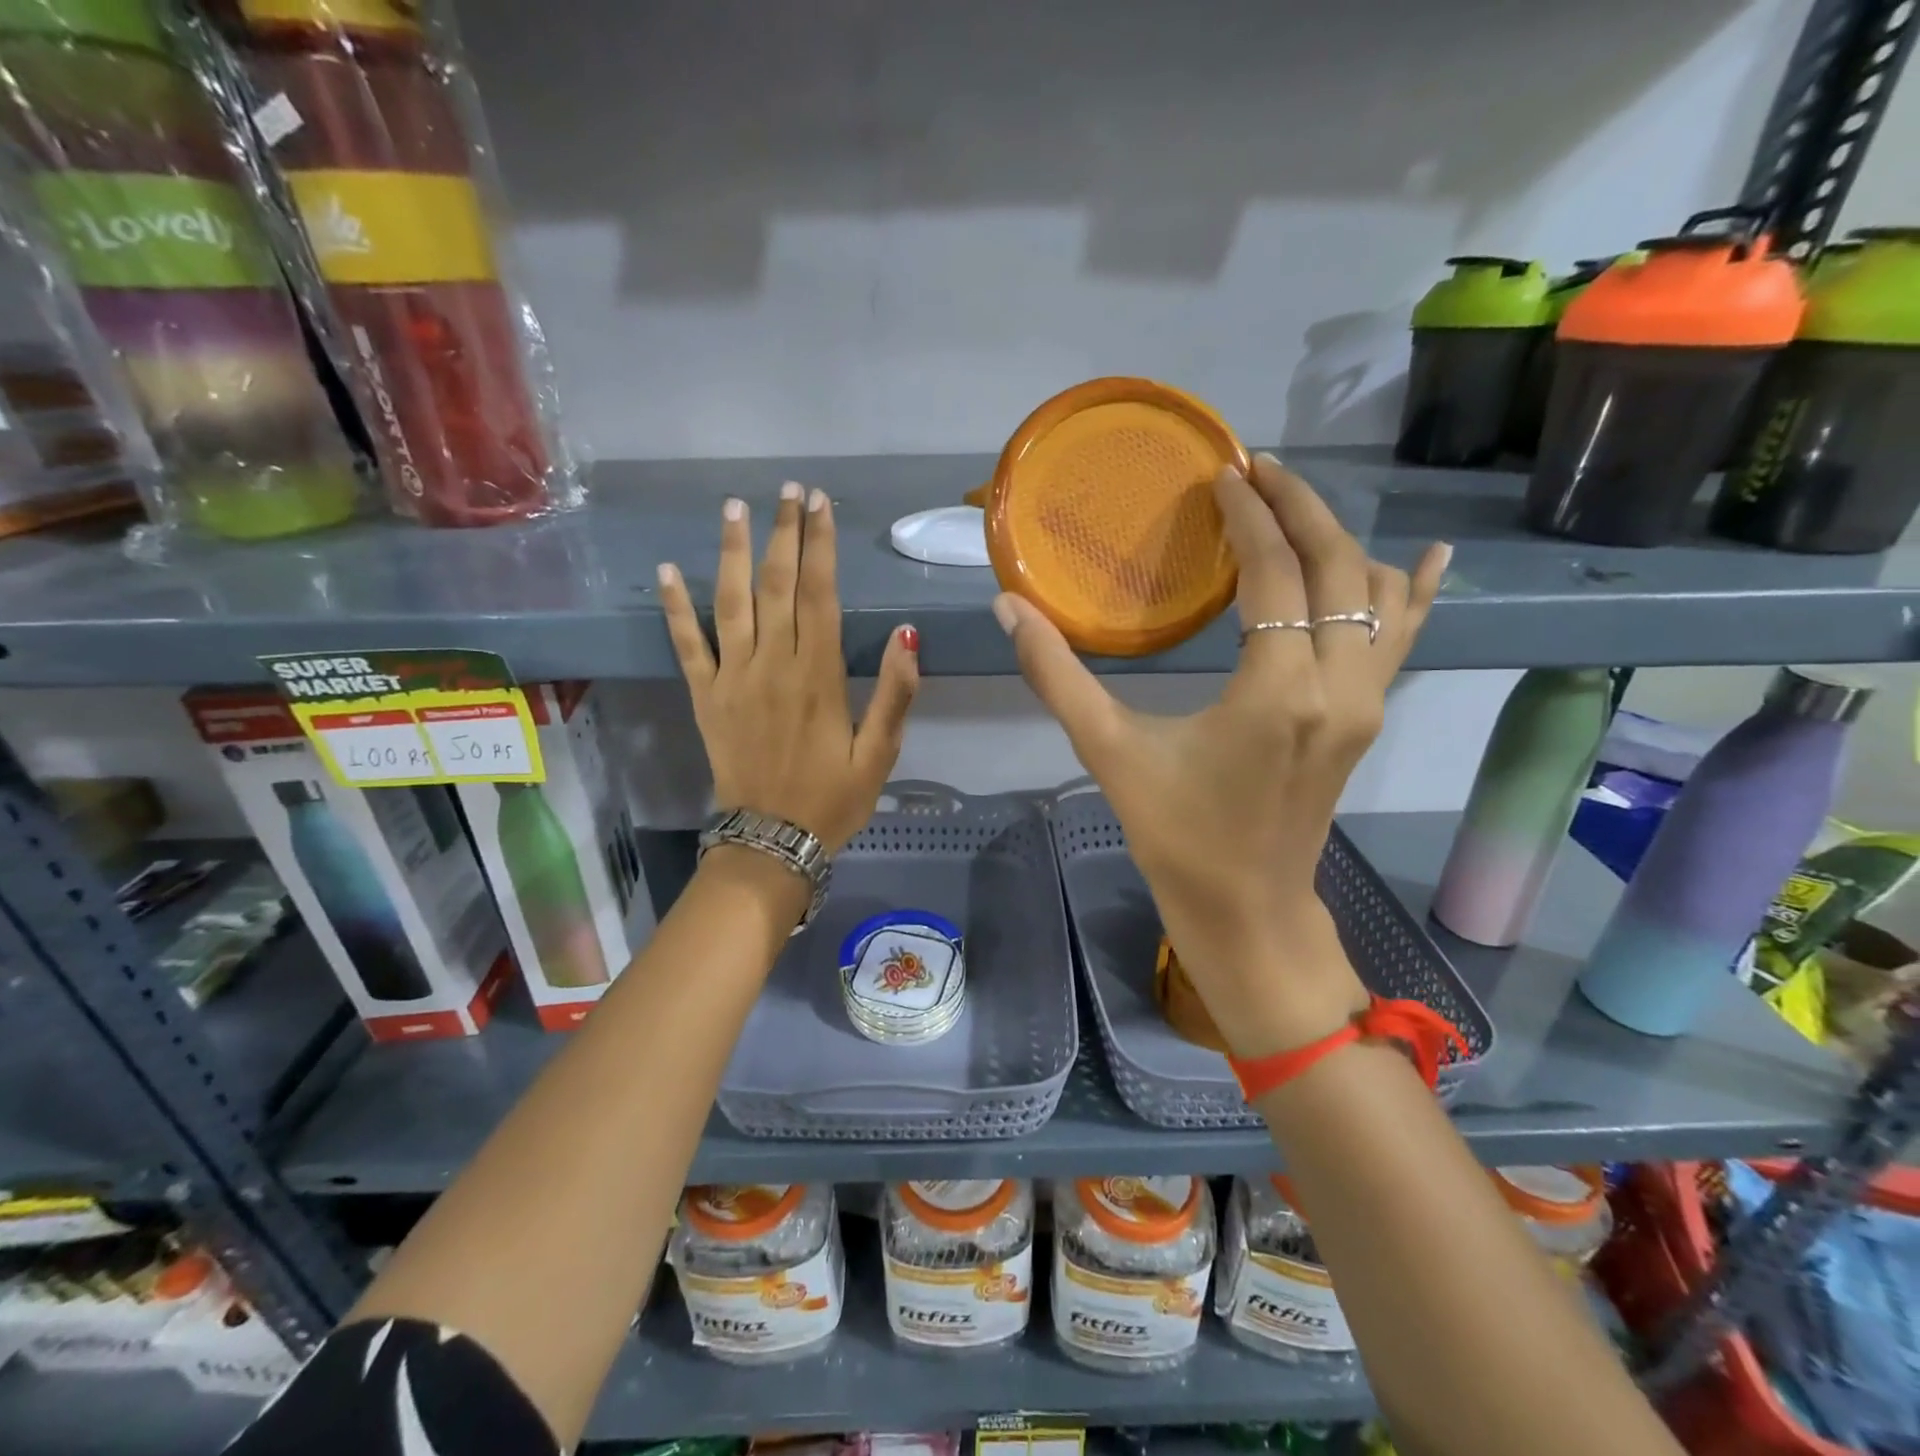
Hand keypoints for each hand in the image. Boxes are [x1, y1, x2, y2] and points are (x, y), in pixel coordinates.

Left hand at [659, 481, 919, 853]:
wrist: (772, 842)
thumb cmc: (833, 799)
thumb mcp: (880, 755)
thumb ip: (896, 694)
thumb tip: (906, 635)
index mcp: (819, 677)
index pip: (820, 595)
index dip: (820, 545)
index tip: (820, 504)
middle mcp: (773, 666)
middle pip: (777, 586)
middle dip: (784, 533)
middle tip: (788, 490)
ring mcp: (733, 679)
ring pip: (732, 602)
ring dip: (734, 552)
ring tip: (736, 508)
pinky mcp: (706, 697)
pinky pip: (687, 645)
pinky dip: (677, 607)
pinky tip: (670, 570)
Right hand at [997, 453, 1448, 1055]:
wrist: (1245, 909)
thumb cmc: (1176, 836)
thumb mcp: (1107, 752)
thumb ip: (1056, 676)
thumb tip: (1007, 608)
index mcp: (1278, 691)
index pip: (1275, 573)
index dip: (1249, 517)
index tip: (1221, 477)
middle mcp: (1339, 686)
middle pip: (1337, 566)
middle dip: (1299, 507)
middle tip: (1256, 469)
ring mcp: (1366, 702)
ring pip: (1377, 595)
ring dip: (1339, 539)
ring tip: (1297, 501)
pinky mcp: (1369, 717)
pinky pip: (1402, 638)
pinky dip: (1413, 592)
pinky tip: (1431, 558)